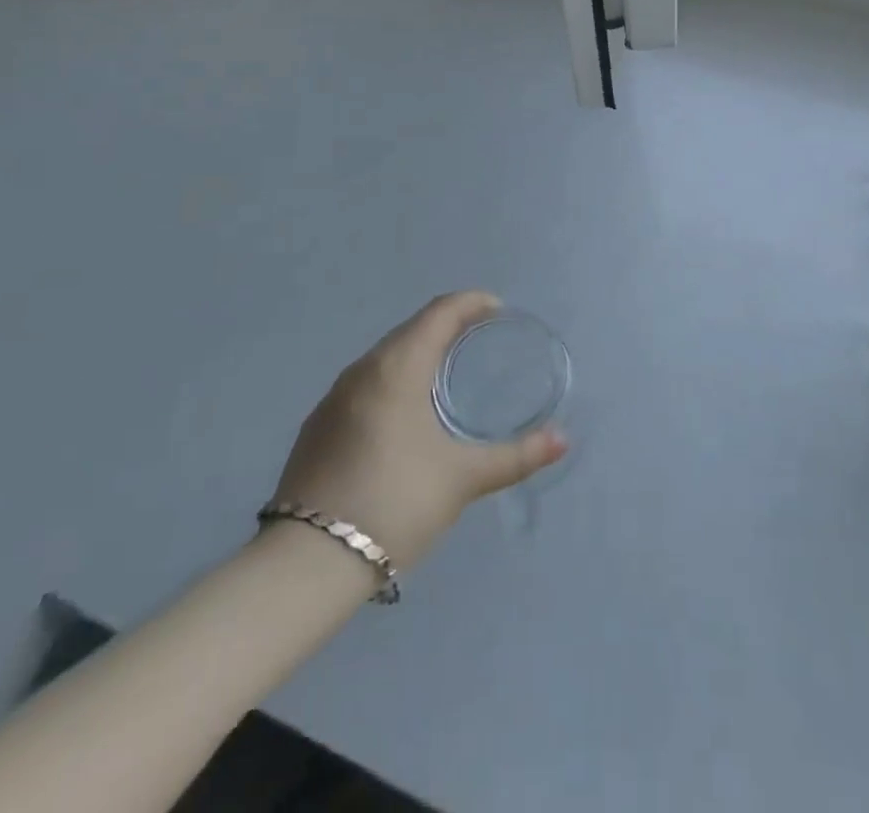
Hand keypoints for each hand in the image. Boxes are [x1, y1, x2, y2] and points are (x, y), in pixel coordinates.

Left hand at [270, 292, 566, 568]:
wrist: (306, 565)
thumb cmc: (394, 503)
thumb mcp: (462, 478)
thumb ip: (516, 456)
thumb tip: (563, 439)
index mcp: (396, 367)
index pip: (439, 312)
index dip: (472, 302)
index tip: (499, 310)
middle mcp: (361, 371)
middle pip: (412, 329)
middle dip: (448, 325)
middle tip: (480, 338)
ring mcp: (332, 399)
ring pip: (385, 357)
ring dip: (419, 352)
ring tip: (447, 372)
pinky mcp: (317, 428)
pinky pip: (365, 384)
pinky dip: (394, 380)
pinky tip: (405, 413)